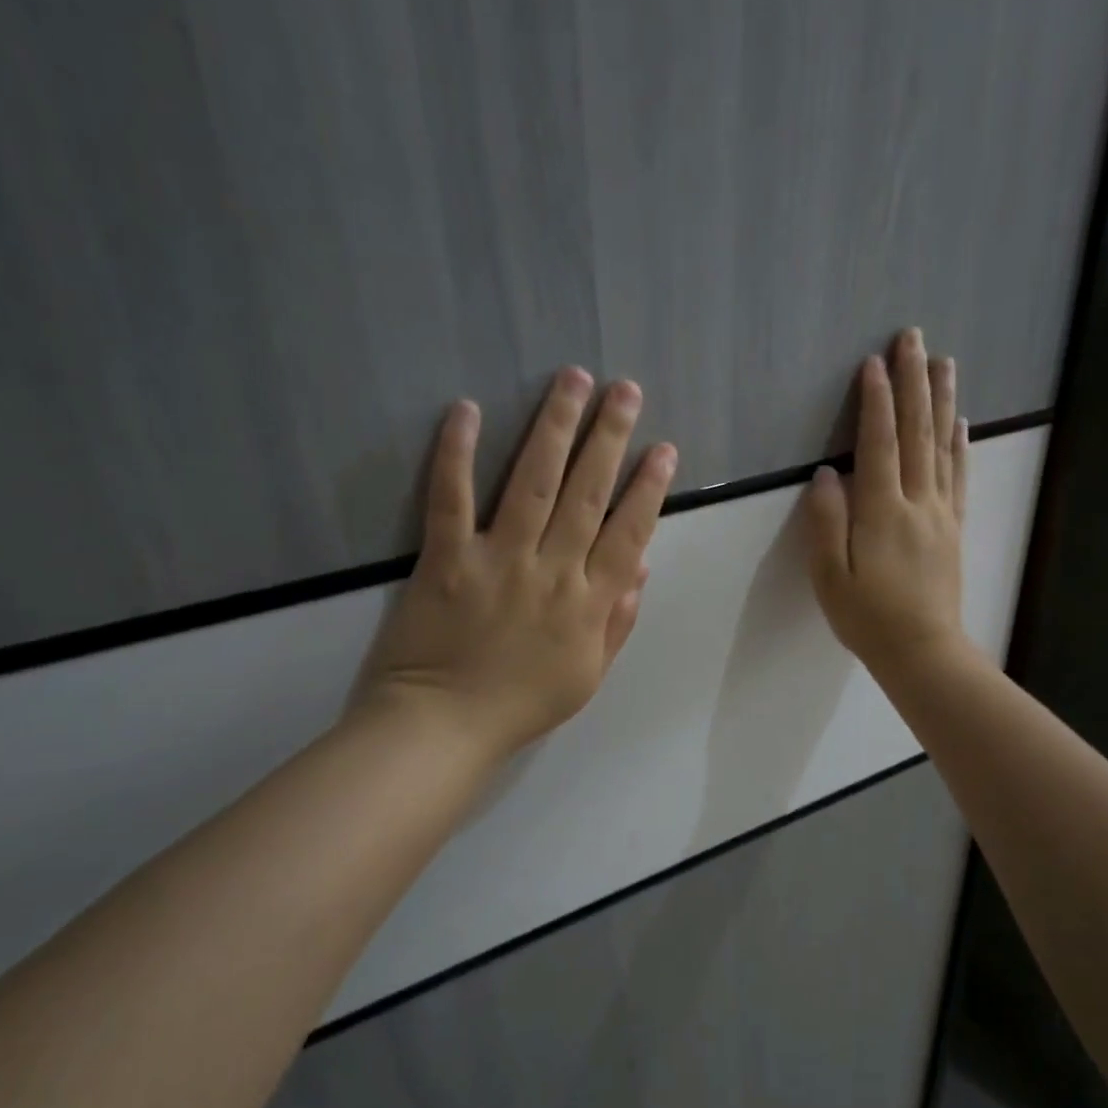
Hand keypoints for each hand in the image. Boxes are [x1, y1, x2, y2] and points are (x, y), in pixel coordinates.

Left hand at [349, 369, 676, 759]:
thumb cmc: (521, 705)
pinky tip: (466, 409)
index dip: (649, 488)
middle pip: (587, 493)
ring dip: (555, 428)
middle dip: (610, 437)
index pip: (628, 533)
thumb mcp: (587, 674)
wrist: (444, 727)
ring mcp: (498, 560)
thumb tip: (642, 566)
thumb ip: (618, 621)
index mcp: (589, 602)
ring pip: (533, 483)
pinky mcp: (446, 559)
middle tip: (625, 390)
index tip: (664, 448)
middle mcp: (552, 570)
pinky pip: (452, 499)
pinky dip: (457, 454)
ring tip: (573, 380)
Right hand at [803, 329, 968, 679]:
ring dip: (942, 402)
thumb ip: (826, 523)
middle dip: (913, 383)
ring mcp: (940, 513)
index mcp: (881, 513)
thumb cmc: (867, 618)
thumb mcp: (830, 577)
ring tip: (944, 363)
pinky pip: (958, 477)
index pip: (878, 445)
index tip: (874, 362)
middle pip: (915, 433)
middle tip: (913, 338)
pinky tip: (961, 424)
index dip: (876, 401)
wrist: (922, 651)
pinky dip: (960, 446)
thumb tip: (826, 474)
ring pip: (942, 447)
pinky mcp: (953, 528)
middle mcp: (917, 502)